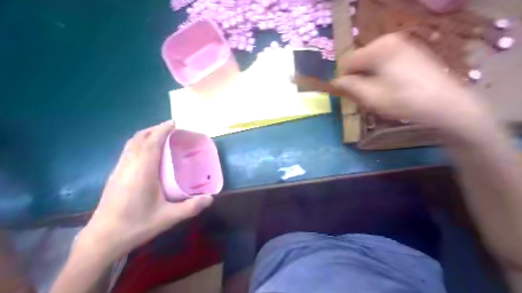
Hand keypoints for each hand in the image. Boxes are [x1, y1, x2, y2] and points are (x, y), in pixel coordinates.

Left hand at [75, 122, 213, 260]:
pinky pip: (127, 152)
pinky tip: (147, 156)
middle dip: (154, 129)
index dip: (163, 129)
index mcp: (142, 171)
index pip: (152, 142)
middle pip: (139, 138)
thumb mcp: (168, 218)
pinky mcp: (114, 176)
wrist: (102, 239)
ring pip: (131, 144)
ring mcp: (118, 170)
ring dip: (145, 136)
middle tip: (170, 130)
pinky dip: (139, 145)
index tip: (174, 123)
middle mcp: (129, 165)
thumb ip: (191, 207)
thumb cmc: (136, 225)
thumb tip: (211, 199)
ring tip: (160, 138)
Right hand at [332, 33, 491, 133]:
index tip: (346, 94)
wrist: (446, 103)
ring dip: (370, 76)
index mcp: (378, 48)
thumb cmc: (404, 100)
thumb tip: (335, 81)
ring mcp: (403, 44)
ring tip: (377, 93)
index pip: (348, 61)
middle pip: (361, 59)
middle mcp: (389, 40)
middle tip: (363, 96)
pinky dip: (382, 72)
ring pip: (373, 61)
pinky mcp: (412, 51)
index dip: (344, 79)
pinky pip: (386, 60)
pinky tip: (390, 86)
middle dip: (358, 77)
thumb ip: (350, 87)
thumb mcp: (371, 97)